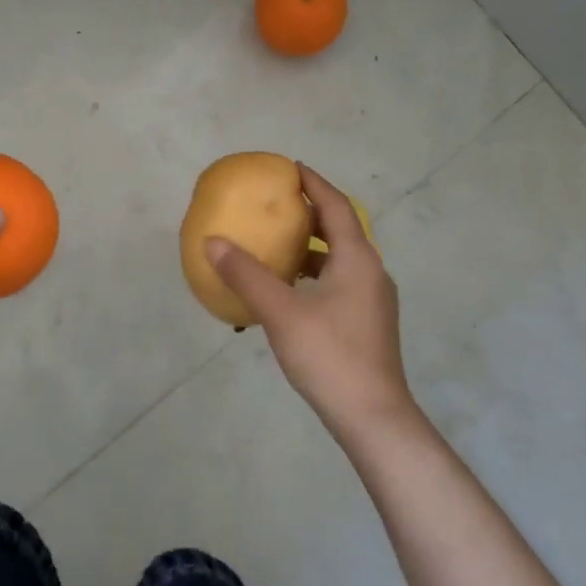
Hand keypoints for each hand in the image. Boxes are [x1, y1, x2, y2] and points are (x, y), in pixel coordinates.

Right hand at [204, 163, 418, 441]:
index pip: (335, 207)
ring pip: (338, 260)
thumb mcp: (281, 312)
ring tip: (275, 245)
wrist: (372, 417)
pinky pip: (337, 283)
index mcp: (357, 260)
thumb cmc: (329, 355)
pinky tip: (287, 293)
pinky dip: (312, 276)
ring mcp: (372, 301)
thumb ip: (246, 274)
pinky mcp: (366, 324)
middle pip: (340, 231)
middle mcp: (370, 273)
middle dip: (309, 214)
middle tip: (276, 204)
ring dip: (309, 248)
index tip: (290, 168)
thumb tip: (213, 241)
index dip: (313, 184)